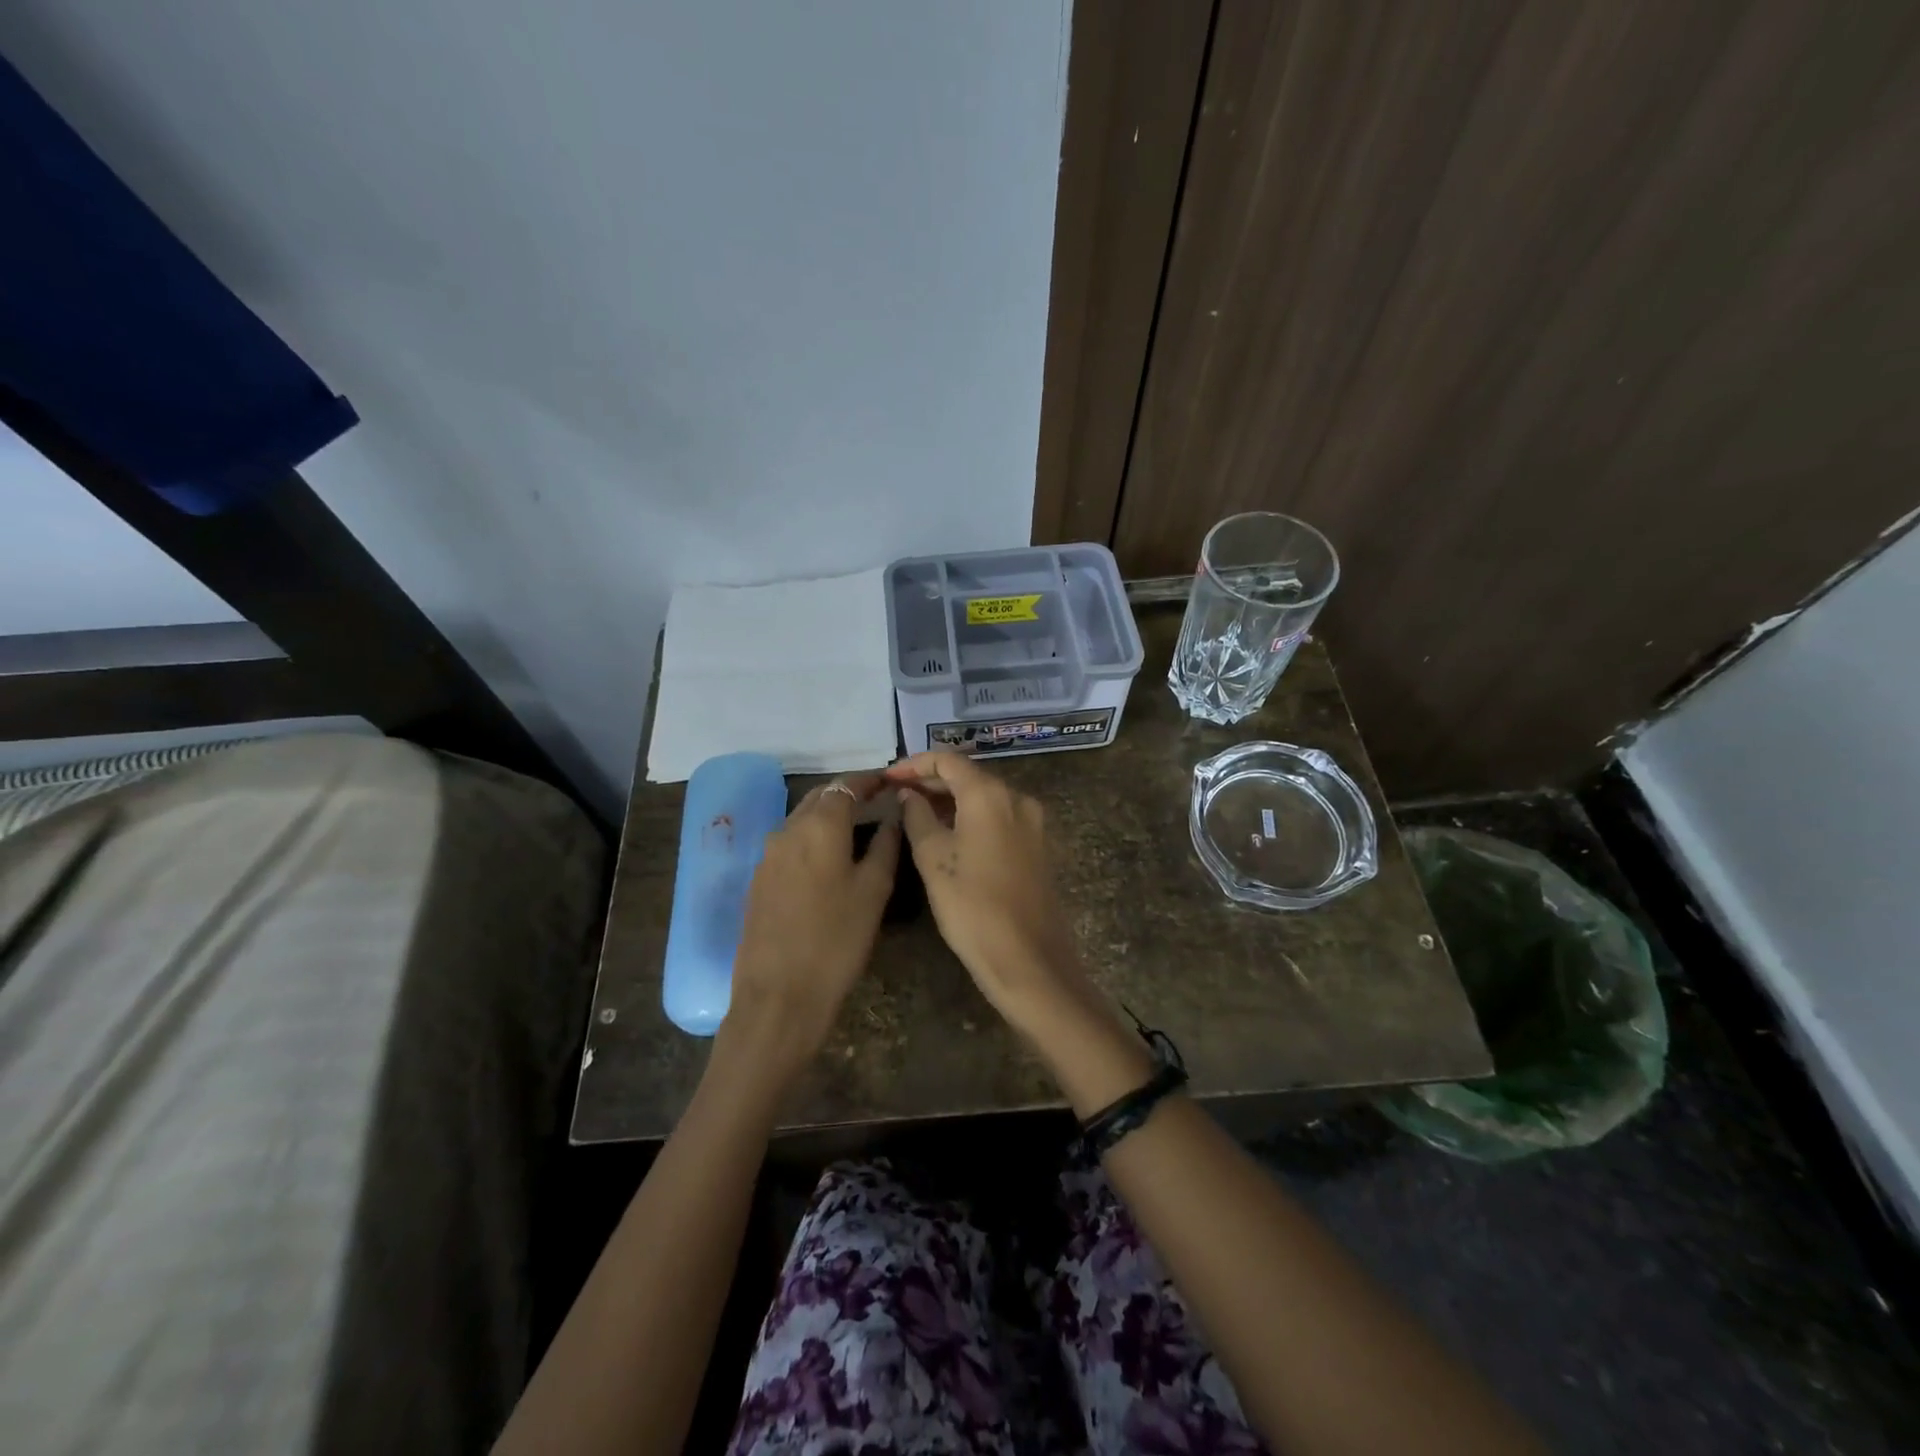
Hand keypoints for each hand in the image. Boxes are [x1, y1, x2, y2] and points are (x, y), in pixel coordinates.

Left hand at [725, 774, 898, 1079]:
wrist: (779, 995)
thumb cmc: (837, 940)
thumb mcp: (874, 891)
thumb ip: (885, 844)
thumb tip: (892, 815)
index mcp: (820, 826)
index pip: (847, 785)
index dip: (870, 780)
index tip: (891, 782)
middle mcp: (788, 829)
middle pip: (821, 798)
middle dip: (848, 794)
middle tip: (877, 802)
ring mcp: (768, 855)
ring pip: (802, 819)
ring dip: (828, 816)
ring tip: (857, 829)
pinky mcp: (758, 879)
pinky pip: (790, 843)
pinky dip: (812, 838)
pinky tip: (829, 858)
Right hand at [884, 752, 1093, 1032]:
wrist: (1028, 958)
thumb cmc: (972, 906)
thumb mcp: (933, 858)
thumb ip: (916, 817)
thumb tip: (908, 795)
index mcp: (990, 794)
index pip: (948, 760)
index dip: (915, 764)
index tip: (888, 778)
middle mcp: (1017, 798)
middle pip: (969, 776)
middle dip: (932, 782)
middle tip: (897, 795)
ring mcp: (1032, 822)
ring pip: (985, 797)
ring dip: (951, 800)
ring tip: (916, 814)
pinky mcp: (1038, 845)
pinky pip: (999, 817)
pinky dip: (972, 817)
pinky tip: (949, 834)